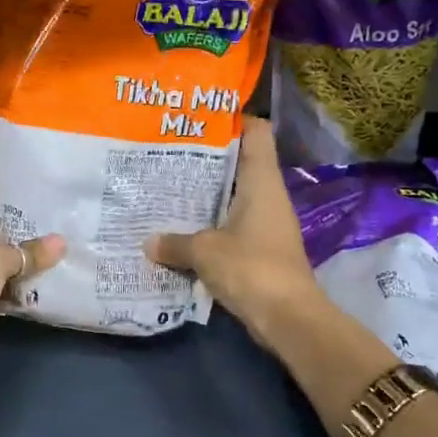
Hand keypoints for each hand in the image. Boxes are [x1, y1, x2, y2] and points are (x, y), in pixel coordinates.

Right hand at [144, 118, 324, 351]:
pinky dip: (211, 223)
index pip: (256, 132)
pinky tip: (182, 228)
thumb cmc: (250, 268)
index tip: (199, 118)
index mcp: (261, 181)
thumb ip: (175, 243)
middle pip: (241, 163)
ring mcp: (267, 223)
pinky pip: (233, 225)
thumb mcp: (204, 251)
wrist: (289, 318)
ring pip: (234, 196)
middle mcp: (268, 195)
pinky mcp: (262, 249)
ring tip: (168, 187)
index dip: (233, 119)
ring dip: (207, 194)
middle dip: (207, 159)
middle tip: (169, 152)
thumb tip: (148, 242)